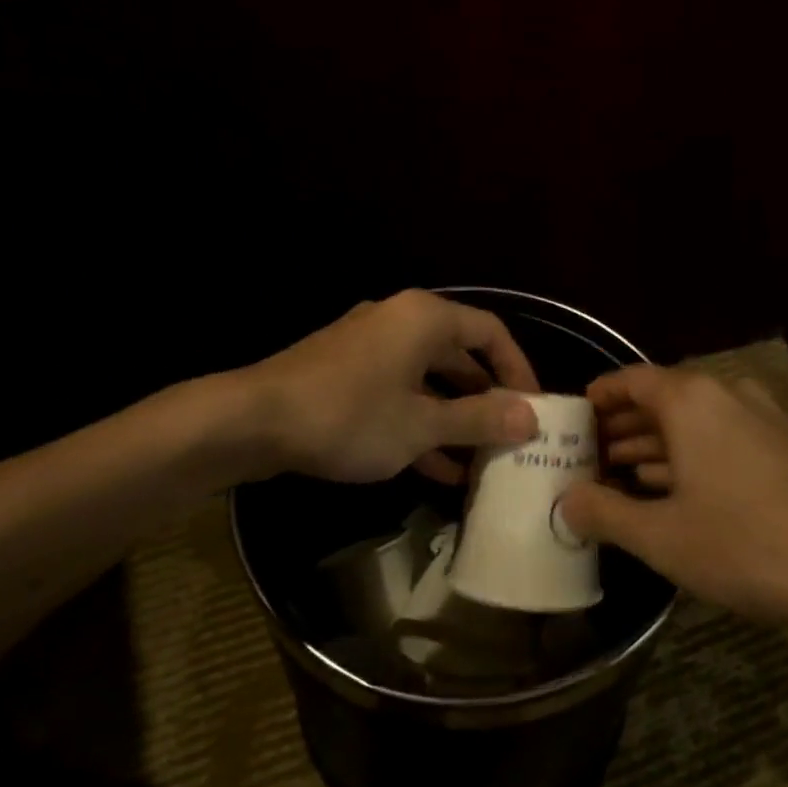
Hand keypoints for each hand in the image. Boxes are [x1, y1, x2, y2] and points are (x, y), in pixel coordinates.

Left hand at [247, 289, 541, 485]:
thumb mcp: (420, 425)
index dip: (519, 369)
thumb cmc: (348, 415)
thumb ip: (478, 419)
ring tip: (480, 461)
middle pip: (459, 355)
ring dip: (453, 417)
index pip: (491, 332)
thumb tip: (531, 418)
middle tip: (510, 438)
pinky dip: (419, 422)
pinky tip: (437, 468)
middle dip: (486, 398)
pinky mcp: (345, 373)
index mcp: (425, 318)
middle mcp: (399, 321)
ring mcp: (369, 346)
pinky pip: (397, 393)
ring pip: (427, 379)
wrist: (253, 420)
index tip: (535, 409)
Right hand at [559, 366, 787, 628]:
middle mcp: (729, 396)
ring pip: (695, 425)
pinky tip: (678, 495)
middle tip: (589, 458)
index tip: (573, 419)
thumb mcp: (663, 537)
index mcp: (692, 400)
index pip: (631, 380)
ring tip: (622, 478)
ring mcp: (766, 421)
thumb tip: (565, 502)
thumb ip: (606, 513)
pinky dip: (694, 460)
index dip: (599, 397)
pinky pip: (725, 442)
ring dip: (657, 447)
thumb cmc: (750, 543)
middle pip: (662, 401)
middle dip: (623, 428)